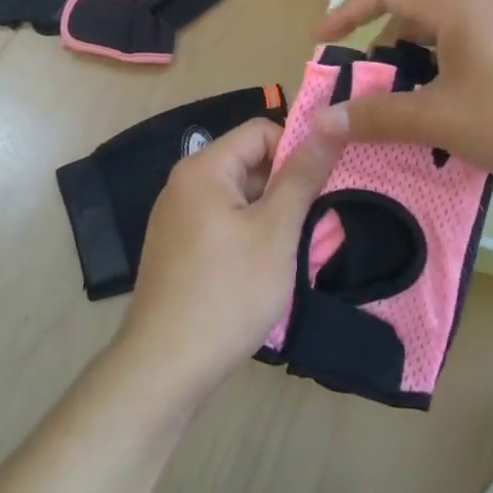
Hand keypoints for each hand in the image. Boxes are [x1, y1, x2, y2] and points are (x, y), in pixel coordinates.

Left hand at [116, 117, 340, 405]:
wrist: (164, 368)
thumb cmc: (227, 293)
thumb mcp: (275, 232)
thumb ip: (302, 176)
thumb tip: (329, 124)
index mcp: (203, 168)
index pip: (260, 131)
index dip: (296, 150)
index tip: (322, 186)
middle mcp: (184, 184)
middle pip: (248, 163)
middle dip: (285, 187)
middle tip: (314, 224)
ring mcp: (177, 218)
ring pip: (238, 197)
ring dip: (270, 215)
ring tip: (293, 251)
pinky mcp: (178, 248)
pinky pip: (222, 223)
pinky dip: (249, 235)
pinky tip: (264, 270)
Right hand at [313, 0, 492, 184]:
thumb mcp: (442, 120)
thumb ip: (379, 117)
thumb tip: (322, 121)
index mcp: (453, 9)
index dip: (346, 14)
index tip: (321, 45)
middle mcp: (476, 11)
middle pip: (410, 22)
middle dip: (380, 57)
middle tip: (362, 98)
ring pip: (440, 48)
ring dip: (413, 79)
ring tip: (402, 120)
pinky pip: (465, 64)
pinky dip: (443, 87)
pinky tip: (448, 129)